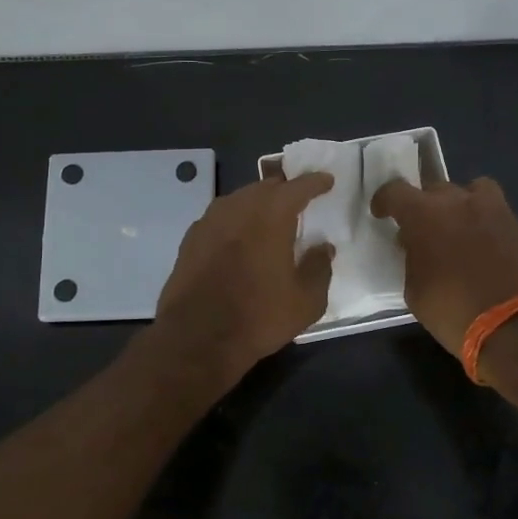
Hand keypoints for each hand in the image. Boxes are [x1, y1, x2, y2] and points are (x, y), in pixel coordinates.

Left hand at [150, 172, 335, 385]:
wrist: (196, 337)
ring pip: (240, 199)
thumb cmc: (258, 316)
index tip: (326, 181)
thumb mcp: (305, 301)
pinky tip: (239, 238)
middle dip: (285, 190)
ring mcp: (210, 220)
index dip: (315, 182)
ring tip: (269, 218)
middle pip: (266, 187)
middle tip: (298, 200)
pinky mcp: (191, 238)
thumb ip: (319, 268)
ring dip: (258, 203)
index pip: (298, 186)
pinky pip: (221, 217)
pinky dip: (236, 220)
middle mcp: (239, 207)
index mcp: (272, 214)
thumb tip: (323, 248)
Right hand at [370, 176, 517, 358]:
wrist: (516, 328)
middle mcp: (459, 203)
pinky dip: (488, 226)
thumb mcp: (416, 291)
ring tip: (461, 228)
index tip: (382, 213)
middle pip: (435, 189)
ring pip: (474, 190)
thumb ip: (413, 259)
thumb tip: (418, 248)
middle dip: (425, 207)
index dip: (385, 200)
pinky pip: (498, 215)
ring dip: (463, 204)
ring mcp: (495, 211)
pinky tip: (488, 250)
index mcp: (425, 215)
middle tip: (424, 231)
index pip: (396, 191)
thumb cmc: (454, 312)